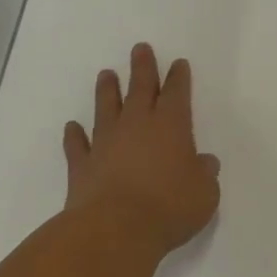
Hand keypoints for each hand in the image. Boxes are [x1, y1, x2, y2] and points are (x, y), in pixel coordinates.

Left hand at [64, 43, 220, 255]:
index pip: (176, 93)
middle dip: (142, 68)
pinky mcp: (82, 165)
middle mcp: (136, 126)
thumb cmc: (169, 207)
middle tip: (140, 48)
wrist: (115, 228)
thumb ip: (204, 175)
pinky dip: (74, 135)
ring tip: (106, 74)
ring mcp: (105, 143)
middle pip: (139, 89)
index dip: (178, 78)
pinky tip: (72, 127)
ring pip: (106, 108)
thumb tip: (205, 163)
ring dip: (107, 91)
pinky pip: (77, 145)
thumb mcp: (204, 193)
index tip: (178, 63)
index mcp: (170, 126)